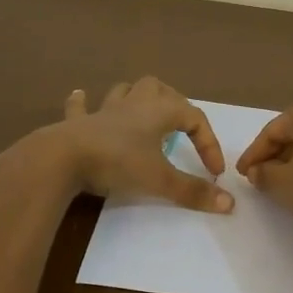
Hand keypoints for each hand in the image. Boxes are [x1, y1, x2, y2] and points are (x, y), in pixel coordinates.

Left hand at [39, 77, 232, 212]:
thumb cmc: (116, 163)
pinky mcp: (77, 123)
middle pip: (159, 89)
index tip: (213, 173)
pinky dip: (83, 103)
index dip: (209, 143)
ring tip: (142, 109)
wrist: (61, 158)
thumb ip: (192, 192)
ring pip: (124, 91)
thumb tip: (230, 203)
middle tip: (180, 126)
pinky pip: (81, 107)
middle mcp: (133, 105)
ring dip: (135, 97)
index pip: (195, 118)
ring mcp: (103, 111)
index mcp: (158, 112)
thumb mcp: (159, 181)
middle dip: (173, 103)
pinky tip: (80, 96)